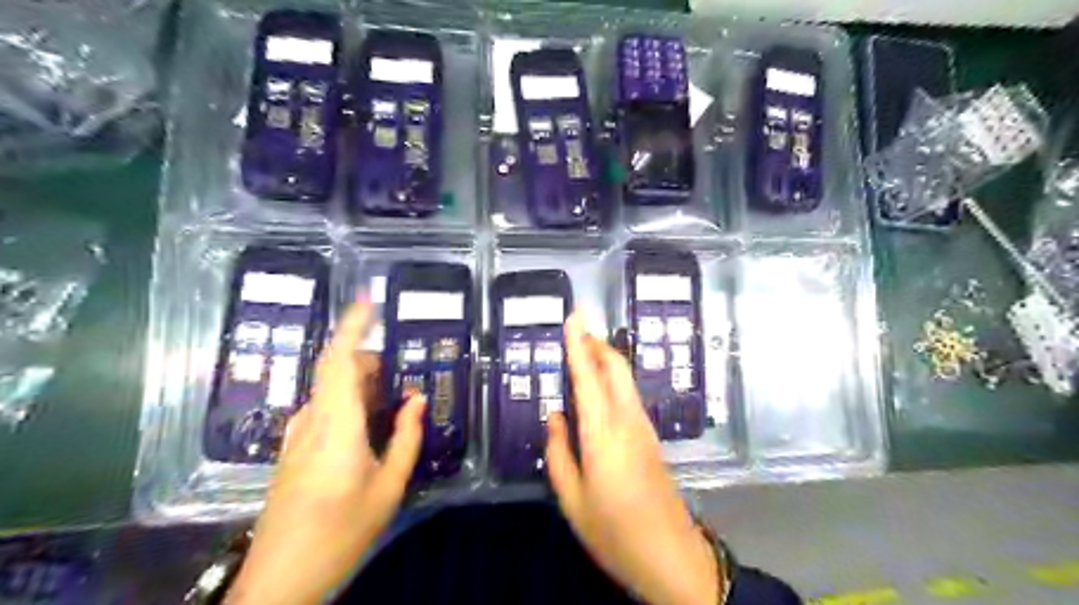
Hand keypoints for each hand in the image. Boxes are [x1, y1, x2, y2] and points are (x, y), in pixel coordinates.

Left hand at [226, 301, 423, 604]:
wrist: (280, 578)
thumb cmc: (341, 531)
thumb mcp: (389, 486)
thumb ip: (406, 437)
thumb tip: (416, 399)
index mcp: (336, 425)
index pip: (339, 360)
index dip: (353, 326)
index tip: (368, 299)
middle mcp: (311, 420)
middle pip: (337, 370)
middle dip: (370, 361)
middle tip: (402, 374)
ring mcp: (297, 434)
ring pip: (331, 389)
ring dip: (361, 384)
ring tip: (393, 401)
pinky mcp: (293, 449)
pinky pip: (324, 408)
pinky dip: (349, 402)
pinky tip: (370, 425)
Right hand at [549, 313, 724, 601]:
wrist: (670, 554)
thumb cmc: (614, 531)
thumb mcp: (573, 498)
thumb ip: (559, 452)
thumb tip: (556, 415)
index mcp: (603, 433)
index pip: (589, 377)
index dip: (579, 344)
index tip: (574, 316)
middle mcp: (627, 420)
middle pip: (616, 368)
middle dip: (597, 343)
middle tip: (576, 329)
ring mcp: (643, 427)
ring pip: (624, 379)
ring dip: (605, 359)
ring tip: (582, 351)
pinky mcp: (650, 437)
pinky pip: (628, 395)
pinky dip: (612, 380)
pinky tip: (598, 388)